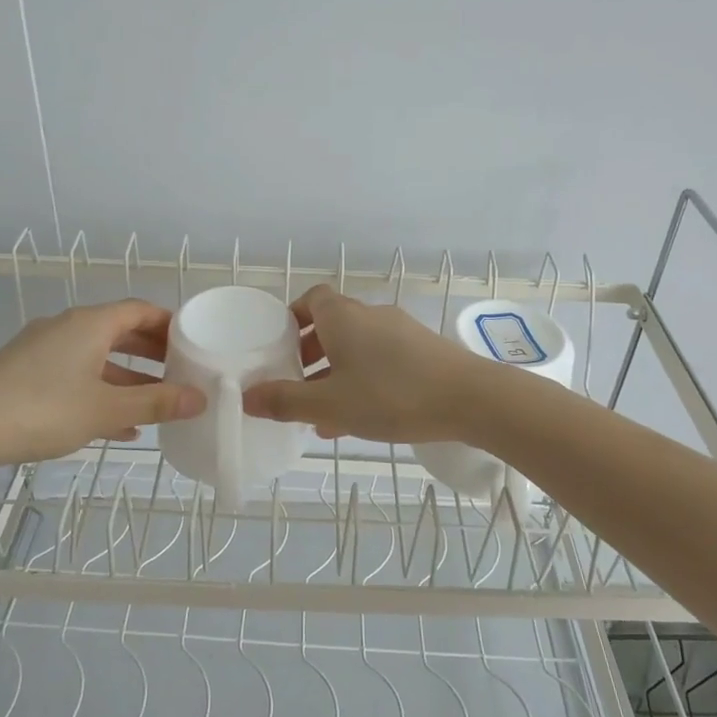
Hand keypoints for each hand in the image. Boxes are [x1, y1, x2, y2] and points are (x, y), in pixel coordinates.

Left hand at [0, 299, 204, 471]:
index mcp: (89, 324)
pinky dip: (99, 391)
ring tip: (156, 402)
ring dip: (127, 376)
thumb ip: (156, 403)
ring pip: (96, 357)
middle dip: (151, 351)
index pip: (139, 309)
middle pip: (119, 331)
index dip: (168, 322)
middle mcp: (66, 327)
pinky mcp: (24, 373)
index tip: (193, 340)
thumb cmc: (43, 410)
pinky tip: (118, 425)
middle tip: (180, 370)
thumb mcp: (107, 409)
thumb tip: (200, 399)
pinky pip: (74, 375)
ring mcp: (42, 350)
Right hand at [241, 284, 485, 443]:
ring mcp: (400, 331)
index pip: (310, 299)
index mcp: (343, 317)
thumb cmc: (392, 395)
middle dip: (309, 352)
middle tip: (294, 383)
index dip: (291, 318)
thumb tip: (245, 397)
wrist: (471, 399)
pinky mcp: (422, 351)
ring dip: (335, 371)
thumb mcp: (331, 404)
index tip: (278, 346)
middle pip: (331, 324)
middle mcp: (370, 315)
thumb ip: (286, 401)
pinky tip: (359, 417)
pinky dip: (362, 379)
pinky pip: (380, 360)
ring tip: (321, 411)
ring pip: (356, 346)